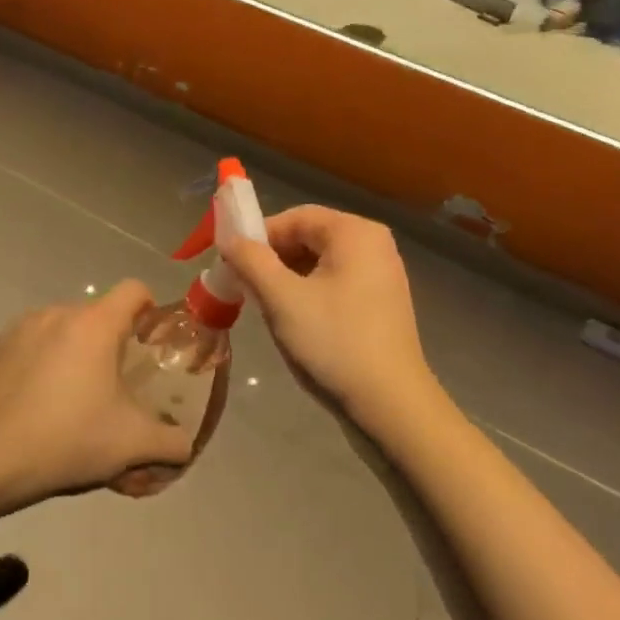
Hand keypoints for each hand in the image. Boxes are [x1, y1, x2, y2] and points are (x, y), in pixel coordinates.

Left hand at [0, 282, 191, 510]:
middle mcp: (58, 312)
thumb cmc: (67, 440)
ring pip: (63, 329)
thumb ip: (171, 442)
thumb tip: (185, 444)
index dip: (150, 311)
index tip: (150, 345)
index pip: (134, 290)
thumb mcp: (131, 445)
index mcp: (95, 324)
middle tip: (115, 386)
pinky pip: (31, 344)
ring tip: (73, 398)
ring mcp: (21, 327)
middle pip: (98, 314)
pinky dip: (42, 362)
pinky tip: (37, 402)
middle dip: (111, 343)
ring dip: (75, 352)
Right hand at [221, 207, 438, 443]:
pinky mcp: (382, 299)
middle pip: (309, 236)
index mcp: (355, 232)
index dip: (259, 236)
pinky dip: (310, 291)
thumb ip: (251, 260)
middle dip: (273, 258)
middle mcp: (374, 243)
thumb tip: (227, 238)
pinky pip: (336, 280)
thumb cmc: (334, 341)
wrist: (391, 403)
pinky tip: (296, 318)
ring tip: (267, 305)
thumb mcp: (282, 299)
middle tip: (246, 287)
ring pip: (320, 261)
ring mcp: (382, 272)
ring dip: (288, 277)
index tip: (233, 263)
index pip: (295, 217)